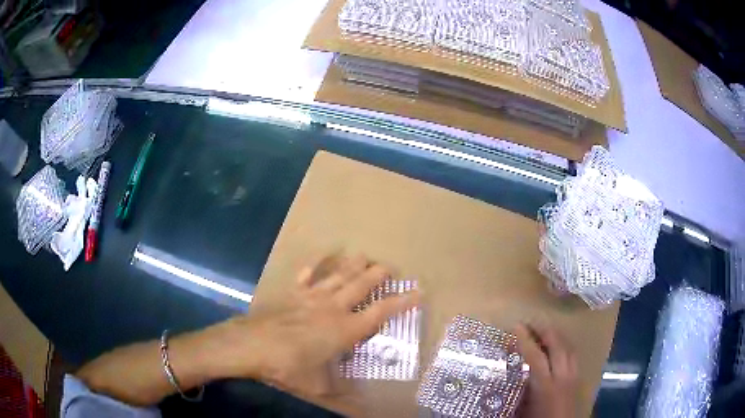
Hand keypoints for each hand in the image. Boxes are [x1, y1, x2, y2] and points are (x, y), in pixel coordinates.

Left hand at [208, 254, 418, 398]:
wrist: (251, 346)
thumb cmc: (288, 367)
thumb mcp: (319, 388)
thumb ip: (344, 400)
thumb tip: (364, 414)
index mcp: (344, 330)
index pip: (380, 313)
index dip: (401, 302)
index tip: (418, 291)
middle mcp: (332, 308)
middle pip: (360, 286)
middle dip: (377, 276)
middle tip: (389, 267)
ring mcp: (310, 297)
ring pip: (337, 276)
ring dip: (352, 265)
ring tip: (364, 256)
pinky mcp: (291, 293)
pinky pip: (306, 275)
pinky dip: (315, 265)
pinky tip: (321, 258)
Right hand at [514, 323, 577, 417]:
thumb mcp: (521, 410)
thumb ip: (519, 389)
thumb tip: (509, 373)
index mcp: (546, 385)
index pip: (536, 356)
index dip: (526, 339)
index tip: (516, 326)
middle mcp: (563, 376)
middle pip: (557, 344)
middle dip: (544, 330)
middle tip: (530, 322)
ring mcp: (574, 376)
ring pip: (568, 346)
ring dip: (555, 335)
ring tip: (543, 330)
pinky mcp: (579, 379)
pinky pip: (573, 354)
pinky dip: (564, 345)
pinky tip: (558, 346)